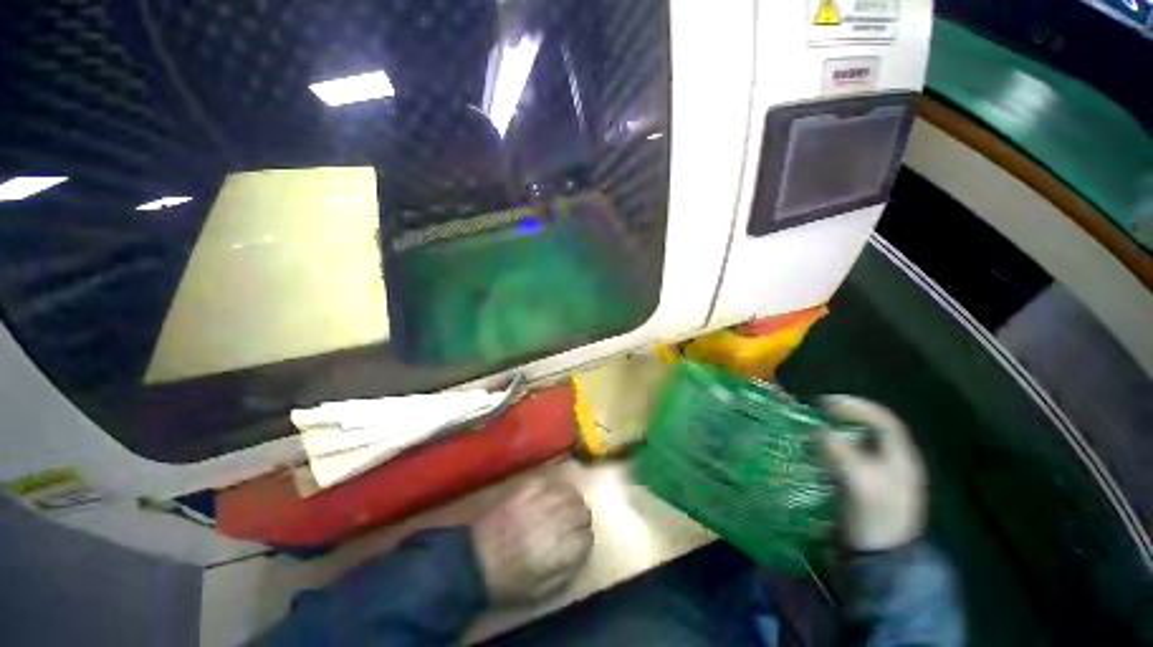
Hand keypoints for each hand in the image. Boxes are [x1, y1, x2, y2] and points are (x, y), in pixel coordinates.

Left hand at [471, 477, 593, 604]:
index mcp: (563, 551)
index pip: (588, 536)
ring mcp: (542, 499)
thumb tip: (584, 544)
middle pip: (583, 510)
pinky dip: (553, 489)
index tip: (574, 542)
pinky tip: (545, 498)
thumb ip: (572, 566)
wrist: (473, 560)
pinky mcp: (529, 485)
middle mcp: (557, 520)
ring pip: (570, 492)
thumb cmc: (509, 582)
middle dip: (579, 519)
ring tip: (558, 510)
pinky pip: (552, 481)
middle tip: (568, 525)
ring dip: (569, 502)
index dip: (582, 539)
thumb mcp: (545, 589)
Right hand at [819, 395, 926, 551]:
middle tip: (817, 413)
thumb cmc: (875, 517)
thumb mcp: (859, 483)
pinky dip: (834, 450)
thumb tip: (821, 431)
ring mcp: (881, 476)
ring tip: (813, 429)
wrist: (881, 559)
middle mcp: (894, 462)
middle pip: (870, 430)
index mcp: (900, 458)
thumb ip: (840, 452)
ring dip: (837, 433)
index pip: (883, 420)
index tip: (825, 402)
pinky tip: (818, 452)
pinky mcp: (867, 488)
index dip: (856, 407)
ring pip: (859, 444)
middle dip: (844, 418)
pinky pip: (850, 458)